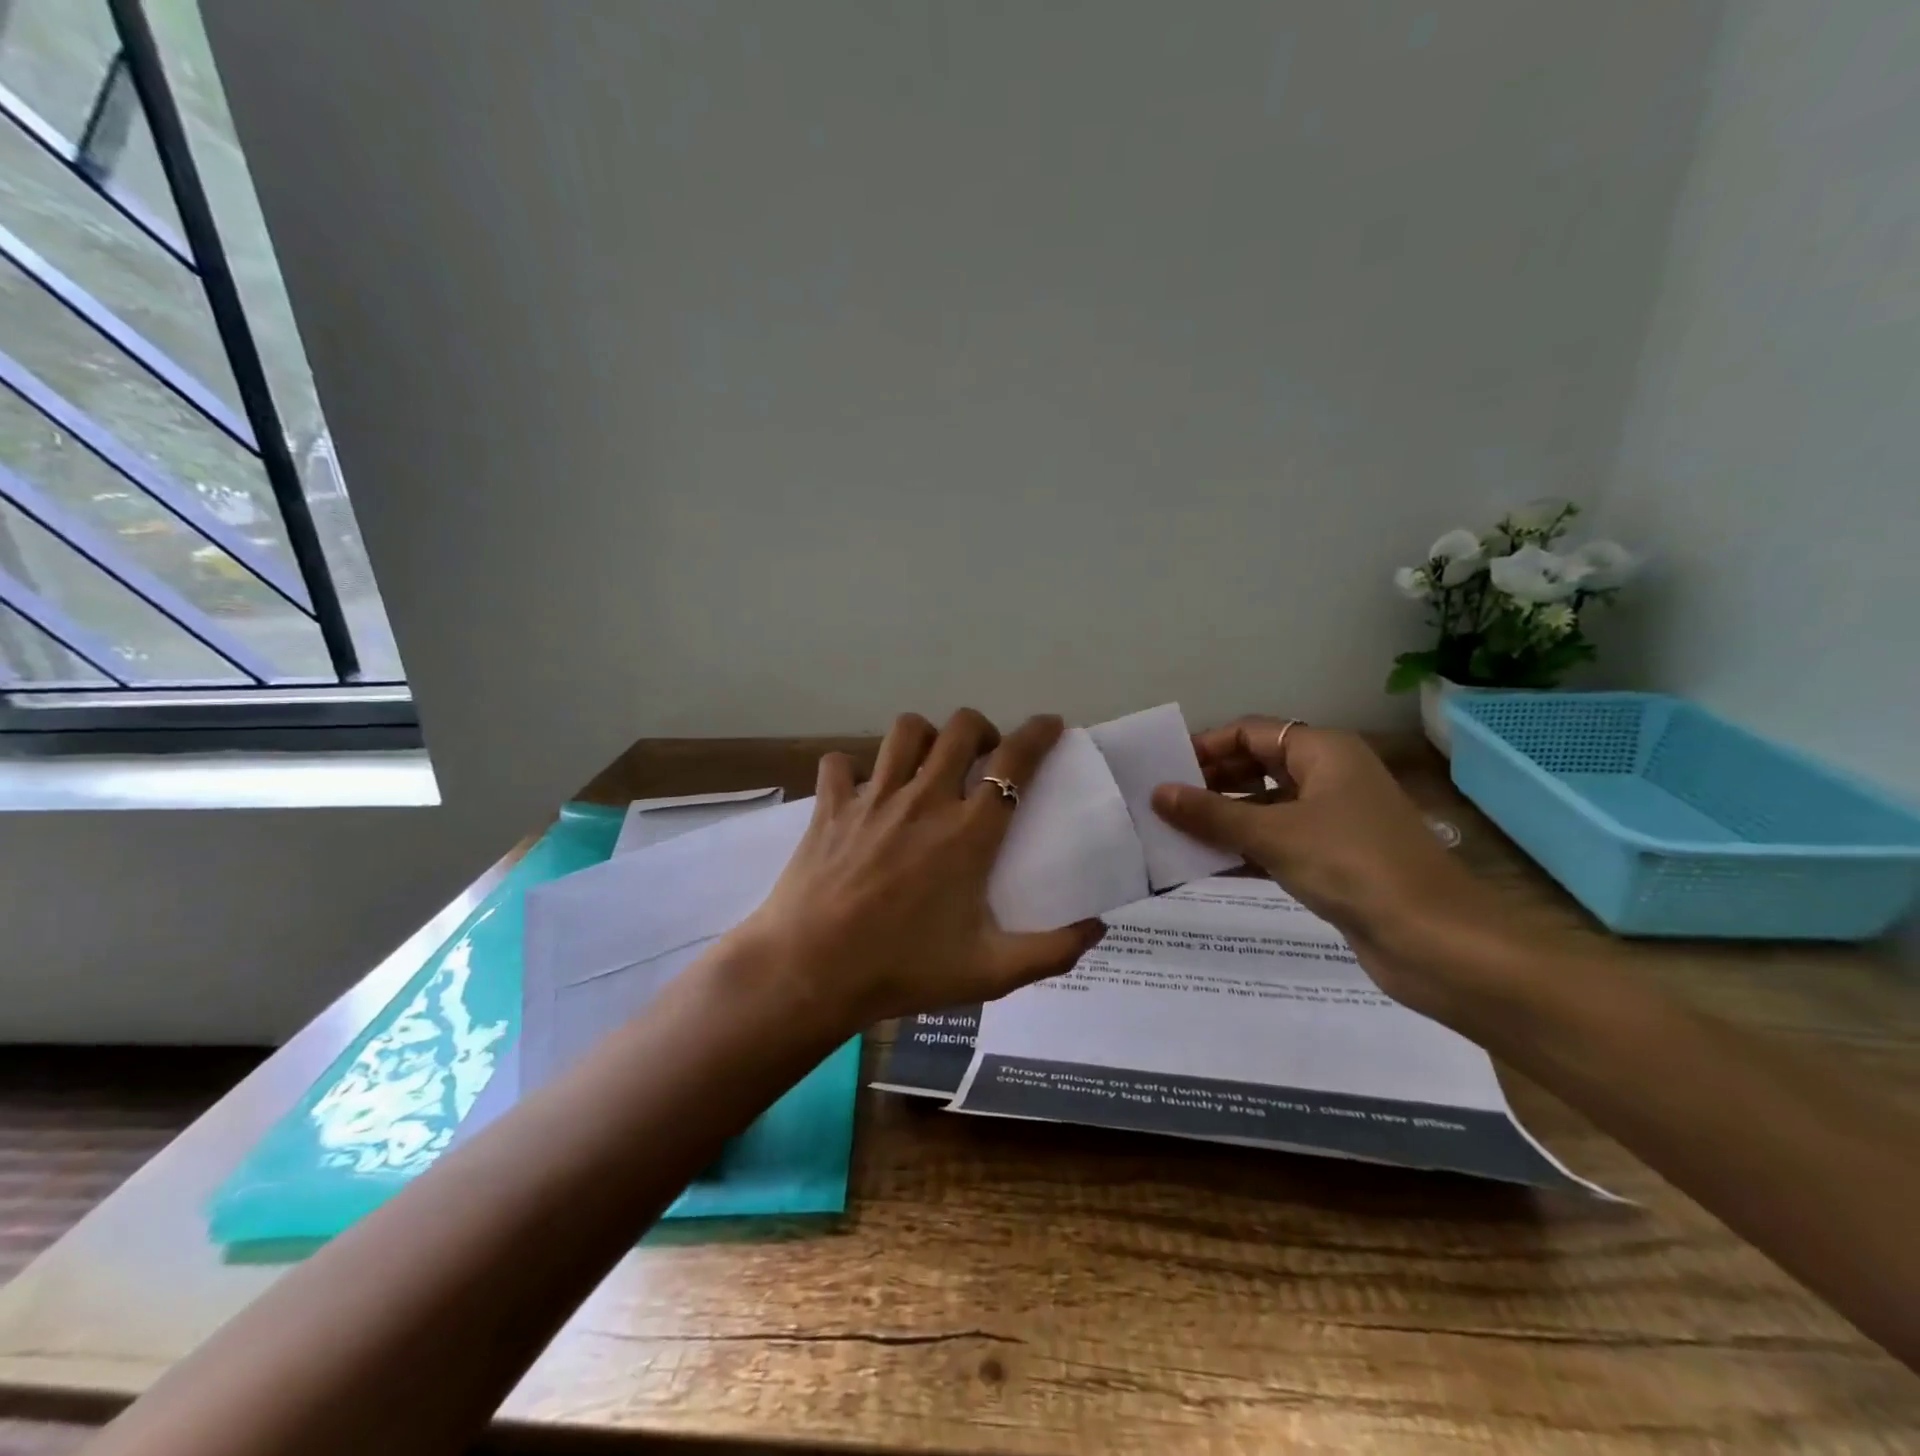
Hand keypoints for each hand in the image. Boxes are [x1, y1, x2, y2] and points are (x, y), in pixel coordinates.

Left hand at [731, 709, 1104, 1031]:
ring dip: (925, 736)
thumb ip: (1051, 952)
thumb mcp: (989, 973)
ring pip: (905, 731)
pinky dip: (852, 769)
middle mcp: (924, 800)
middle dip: (982, 729)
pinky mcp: (830, 806)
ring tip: (928, 763)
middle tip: (984, 757)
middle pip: (961, 728)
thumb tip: (1097, 930)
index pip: (1014, 763)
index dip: (1038, 734)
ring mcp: (873, 798)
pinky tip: (860, 792)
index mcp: (968, 833)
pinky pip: (840, 763)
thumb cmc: (903, 970)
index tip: (1050, 724)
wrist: (810, 973)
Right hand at [1153, 717, 1512, 1025]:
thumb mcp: (1273, 834)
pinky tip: (1204, 864)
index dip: (1206, 746)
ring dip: (1222, 819)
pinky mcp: (1333, 861)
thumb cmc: (1351, 866)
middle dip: (1210, 783)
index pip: (1251, 732)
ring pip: (1265, 807)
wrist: (1433, 941)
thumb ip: (1211, 813)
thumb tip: (1157, 793)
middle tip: (1162, 803)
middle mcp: (1329, 777)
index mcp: (1323, 752)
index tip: (1163, 770)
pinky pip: (1276, 843)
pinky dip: (1243, 849)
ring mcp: (1333, 821)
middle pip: (1257, 766)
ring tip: (1172, 833)